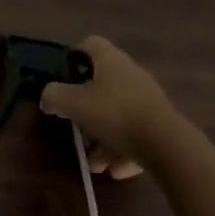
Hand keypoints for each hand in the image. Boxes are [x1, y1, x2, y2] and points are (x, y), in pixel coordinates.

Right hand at [39, 36, 182, 178]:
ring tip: (94, 164)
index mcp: (111, 60)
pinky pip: (136, 134)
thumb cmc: (115, 114)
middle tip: (77, 131)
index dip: (74, 58)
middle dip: (87, 111)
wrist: (167, 145)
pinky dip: (123, 150)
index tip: (64, 79)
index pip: (90, 44)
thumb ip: (55, 96)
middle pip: (102, 86)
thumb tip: (47, 97)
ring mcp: (148, 99)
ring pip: (118, 115)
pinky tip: (115, 170)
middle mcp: (131, 74)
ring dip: (103, 138)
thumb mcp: (75, 104)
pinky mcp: (161, 124)